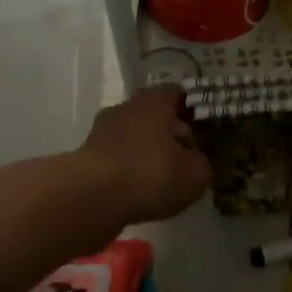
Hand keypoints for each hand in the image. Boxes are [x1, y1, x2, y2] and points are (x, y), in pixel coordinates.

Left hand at [79, 85, 212, 223]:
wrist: (91, 197)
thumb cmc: (150, 174)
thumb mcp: (195, 174)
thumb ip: (201, 163)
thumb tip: (196, 161)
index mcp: (154, 100)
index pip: (179, 94)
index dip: (194, 110)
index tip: (205, 129)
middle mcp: (126, 107)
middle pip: (154, 114)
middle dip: (170, 133)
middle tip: (187, 155)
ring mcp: (101, 130)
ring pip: (133, 136)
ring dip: (147, 152)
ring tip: (163, 178)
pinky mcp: (86, 156)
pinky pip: (117, 158)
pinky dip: (129, 170)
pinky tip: (139, 190)